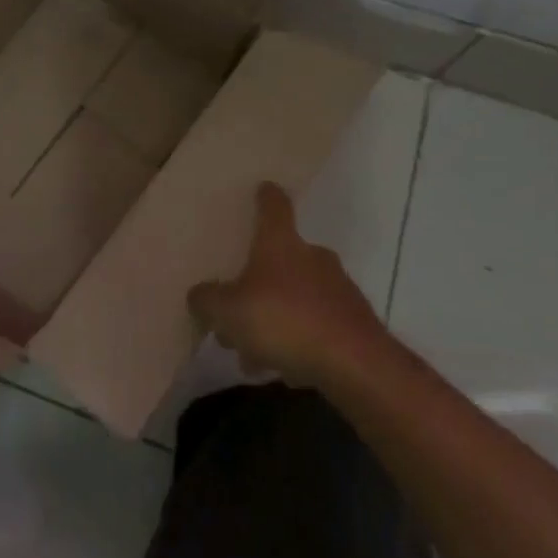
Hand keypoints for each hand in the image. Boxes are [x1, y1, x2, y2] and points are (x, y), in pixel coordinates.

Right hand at [188, 182, 387, 388]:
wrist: (356, 365)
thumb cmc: (284, 321)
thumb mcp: (228, 312)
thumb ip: (208, 300)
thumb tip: (200, 294)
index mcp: (281, 244)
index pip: (274, 207)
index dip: (266, 197)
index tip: (263, 188)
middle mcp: (312, 257)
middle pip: (282, 257)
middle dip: (259, 280)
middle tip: (238, 308)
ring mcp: (338, 288)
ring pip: (297, 296)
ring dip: (276, 317)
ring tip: (254, 353)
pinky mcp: (355, 322)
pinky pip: (316, 325)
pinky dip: (299, 340)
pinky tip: (284, 368)